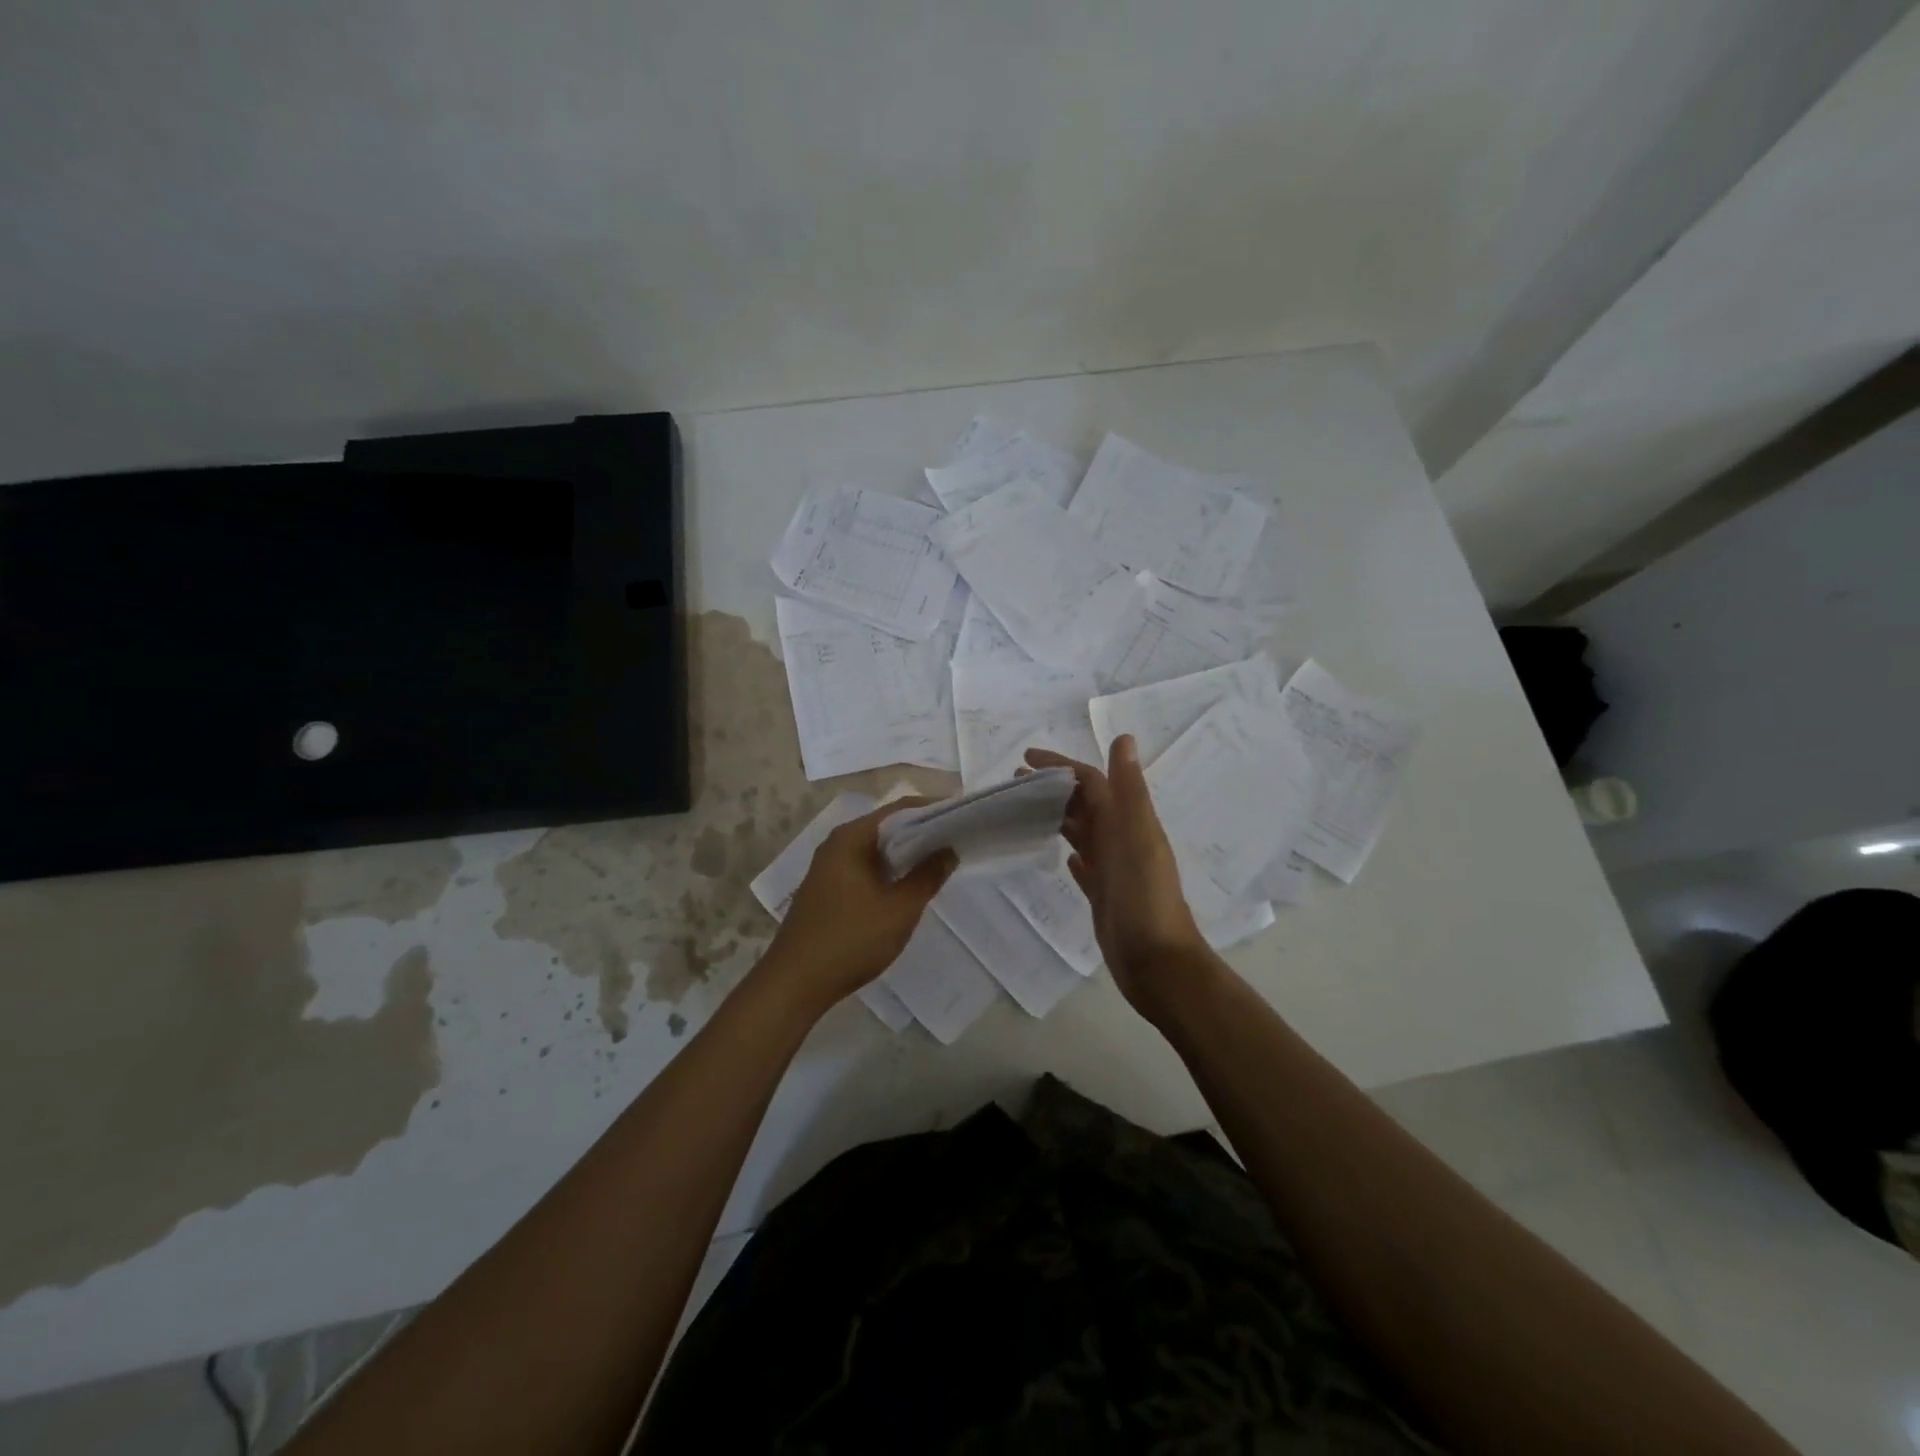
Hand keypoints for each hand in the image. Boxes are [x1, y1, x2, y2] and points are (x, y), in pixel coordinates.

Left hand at [764, 800, 956, 1014]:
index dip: (933, 809)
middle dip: (922, 832)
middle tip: (958, 840)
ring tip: (940, 862)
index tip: (963, 817)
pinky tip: (907, 887)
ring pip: (876, 850)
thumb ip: (927, 876)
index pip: (900, 810)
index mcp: (852, 837)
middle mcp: (837, 844)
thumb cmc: (851, 939)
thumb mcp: (899, 909)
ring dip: (905, 855)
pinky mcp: (827, 890)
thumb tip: (948, 851)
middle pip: (887, 827)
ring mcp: (829, 868)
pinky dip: (889, 871)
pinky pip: (865, 868)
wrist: (795, 983)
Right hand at [1024, 738, 1212, 1016]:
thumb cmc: (1145, 898)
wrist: (1158, 963)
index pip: (1091, 782)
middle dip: (1053, 789)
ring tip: (1023, 809)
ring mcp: (1113, 869)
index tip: (1025, 759)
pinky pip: (1086, 867)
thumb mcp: (1137, 838)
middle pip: (1084, 803)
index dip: (1060, 766)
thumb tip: (1123, 738)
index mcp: (1128, 822)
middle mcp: (1121, 840)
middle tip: (1014, 783)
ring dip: (1057, 816)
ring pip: (1082, 832)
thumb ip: (1129, 791)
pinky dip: (1073, 854)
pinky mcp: (1104, 896)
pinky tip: (1061, 855)